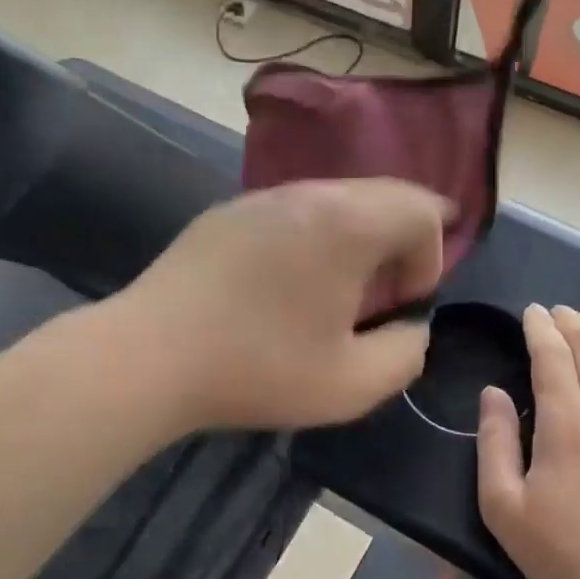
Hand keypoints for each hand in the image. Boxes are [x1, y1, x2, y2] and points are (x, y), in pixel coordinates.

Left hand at [118, 178, 447, 430]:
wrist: (149, 356)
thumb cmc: (259, 368)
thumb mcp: (353, 385)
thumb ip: (406, 353)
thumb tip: (410, 327)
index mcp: (348, 222)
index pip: (421, 209)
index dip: (430, 257)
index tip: (402, 304)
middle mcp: (308, 193)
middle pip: (382, 193)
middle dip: (401, 240)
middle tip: (384, 293)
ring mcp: (261, 196)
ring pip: (336, 198)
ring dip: (356, 236)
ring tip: (337, 289)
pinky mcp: (226, 211)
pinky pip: (292, 210)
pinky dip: (313, 235)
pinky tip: (286, 283)